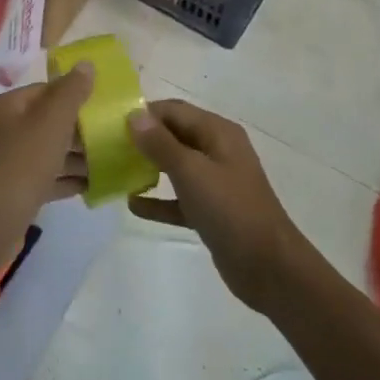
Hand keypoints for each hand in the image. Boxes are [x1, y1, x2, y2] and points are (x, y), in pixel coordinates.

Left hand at [0, 63, 93, 226]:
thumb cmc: (23, 162)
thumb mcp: (52, 121)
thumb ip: (71, 92)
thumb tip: (86, 63)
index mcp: (7, 106)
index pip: (44, 90)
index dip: (73, 95)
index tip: (101, 105)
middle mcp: (2, 130)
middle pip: (46, 122)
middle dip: (77, 129)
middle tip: (110, 135)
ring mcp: (5, 163)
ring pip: (46, 152)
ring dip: (75, 157)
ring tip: (108, 162)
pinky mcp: (12, 192)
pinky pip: (44, 179)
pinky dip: (65, 180)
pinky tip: (91, 186)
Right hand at [127, 99, 307, 312]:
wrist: (270, 269)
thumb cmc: (231, 210)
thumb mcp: (192, 172)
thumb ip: (161, 143)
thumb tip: (133, 114)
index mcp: (218, 133)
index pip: (175, 111)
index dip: (145, 113)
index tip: (112, 123)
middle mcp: (217, 151)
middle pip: (174, 135)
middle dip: (144, 140)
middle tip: (109, 147)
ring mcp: (216, 182)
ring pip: (176, 166)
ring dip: (149, 168)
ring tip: (116, 171)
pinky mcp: (212, 211)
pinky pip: (179, 199)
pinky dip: (159, 200)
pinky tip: (133, 205)